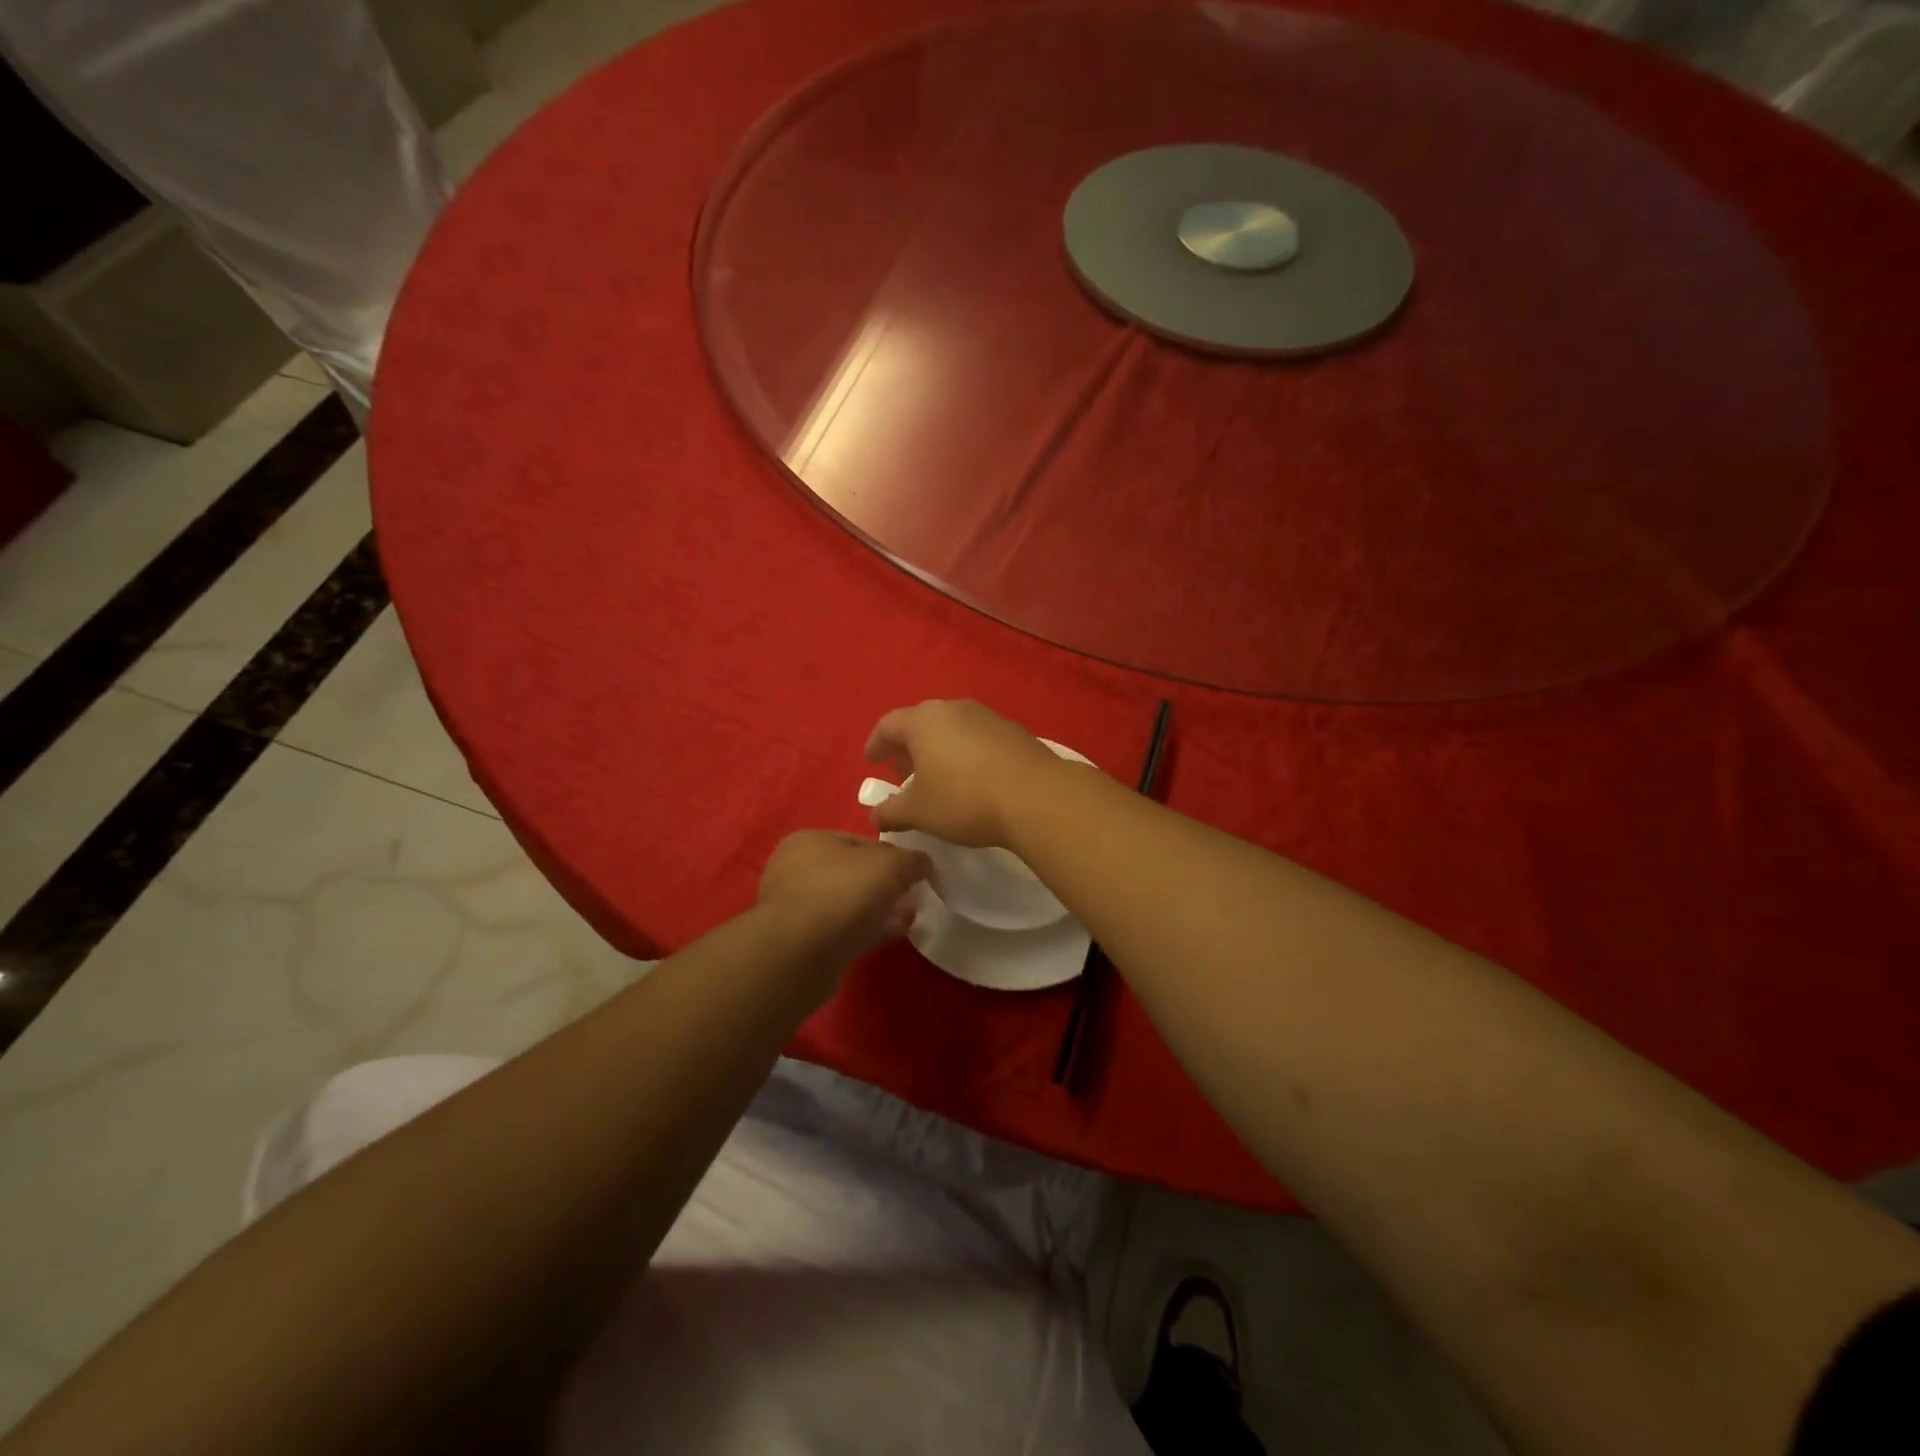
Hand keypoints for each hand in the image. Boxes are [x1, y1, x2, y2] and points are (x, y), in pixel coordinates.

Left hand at [757, 830, 929, 967]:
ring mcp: (797, 908)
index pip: (862, 841)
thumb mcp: (890, 865)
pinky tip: (893, 935)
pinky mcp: (801, 942)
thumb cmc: (843, 893)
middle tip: (914, 897)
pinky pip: (843, 930)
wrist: (799, 955)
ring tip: (910, 918)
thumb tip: (924, 864)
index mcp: (810, 840)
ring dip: (880, 909)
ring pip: (849, 903)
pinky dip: (868, 930)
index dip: (893, 855)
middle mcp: (797, 869)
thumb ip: (913, 860)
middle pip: (854, 873)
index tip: (916, 872)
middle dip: (887, 885)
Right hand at [862, 700, 1071, 847]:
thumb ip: (891, 812)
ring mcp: (987, 716)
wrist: (1036, 796)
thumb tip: (876, 816)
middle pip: (921, 723)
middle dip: (907, 748)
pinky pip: (977, 737)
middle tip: (902, 773)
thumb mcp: (919, 812)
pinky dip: (964, 753)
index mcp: (924, 721)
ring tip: (936, 778)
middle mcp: (954, 709)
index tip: (871, 763)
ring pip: (951, 729)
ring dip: (937, 750)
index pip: (888, 725)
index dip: (876, 744)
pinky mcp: (1013, 730)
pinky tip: (970, 778)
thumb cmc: (965, 799)